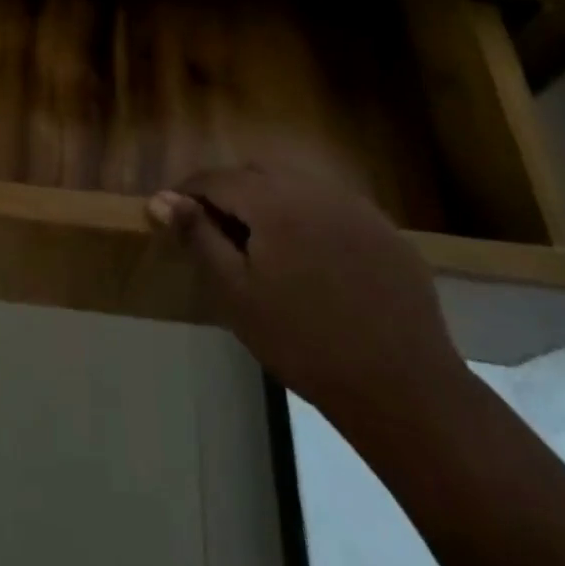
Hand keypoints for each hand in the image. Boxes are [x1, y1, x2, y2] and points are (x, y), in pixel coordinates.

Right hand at [149, 153, 465, 421]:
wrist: (405, 390)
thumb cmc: (305, 342)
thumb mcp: (237, 294)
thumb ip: (197, 237)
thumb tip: (159, 198)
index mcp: (272, 198)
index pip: (216, 178)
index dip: (189, 194)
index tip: (174, 218)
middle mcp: (313, 187)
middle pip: (256, 175)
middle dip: (231, 196)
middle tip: (219, 237)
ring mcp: (355, 206)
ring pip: (297, 188)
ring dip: (272, 205)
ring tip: (265, 249)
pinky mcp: (386, 230)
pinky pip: (333, 209)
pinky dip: (312, 221)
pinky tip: (316, 264)